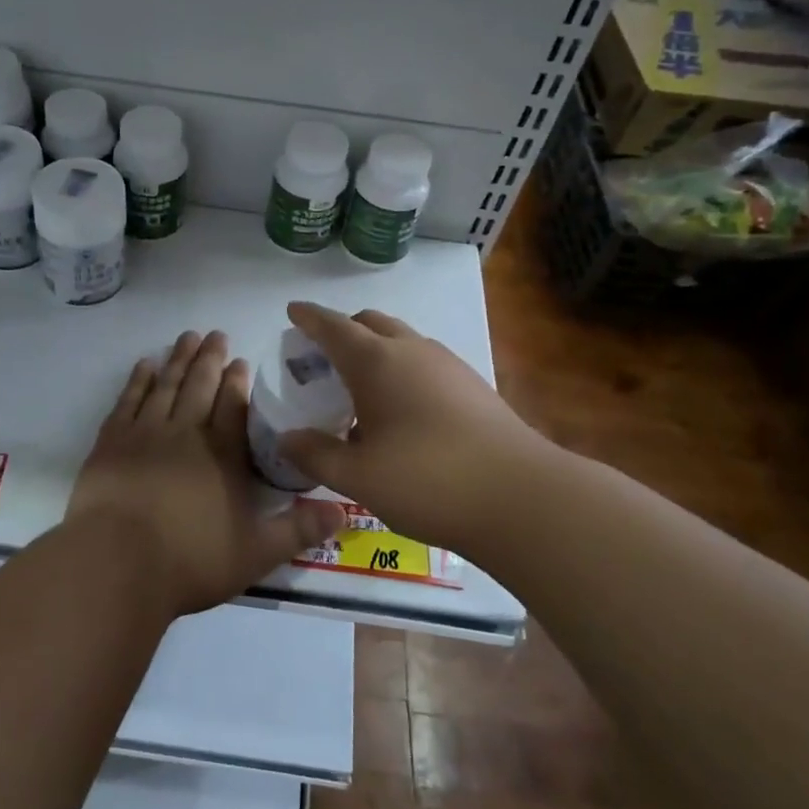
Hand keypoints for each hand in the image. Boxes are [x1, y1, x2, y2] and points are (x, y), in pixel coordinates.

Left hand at [66, 329, 345, 617]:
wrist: (116, 563)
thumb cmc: (190, 561)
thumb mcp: (256, 554)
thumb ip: (298, 530)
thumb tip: (344, 512)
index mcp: (222, 455)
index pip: (234, 406)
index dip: (238, 381)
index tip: (241, 359)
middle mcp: (186, 433)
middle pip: (200, 385)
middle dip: (210, 358)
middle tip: (216, 334)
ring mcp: (145, 433)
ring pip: (165, 385)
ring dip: (178, 359)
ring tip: (187, 337)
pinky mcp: (111, 442)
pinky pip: (128, 400)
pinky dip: (138, 380)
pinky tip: (145, 365)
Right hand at [276, 301, 553, 555]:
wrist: (522, 498)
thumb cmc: (427, 480)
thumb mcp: (358, 476)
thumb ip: (316, 454)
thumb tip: (287, 439)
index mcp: (377, 362)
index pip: (333, 327)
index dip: (309, 318)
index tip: (293, 311)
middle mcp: (412, 350)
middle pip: (370, 322)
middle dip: (343, 330)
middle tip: (323, 355)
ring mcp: (448, 365)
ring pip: (402, 339)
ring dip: (376, 349)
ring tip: (361, 386)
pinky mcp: (473, 385)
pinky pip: (425, 361)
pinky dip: (402, 369)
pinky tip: (402, 410)